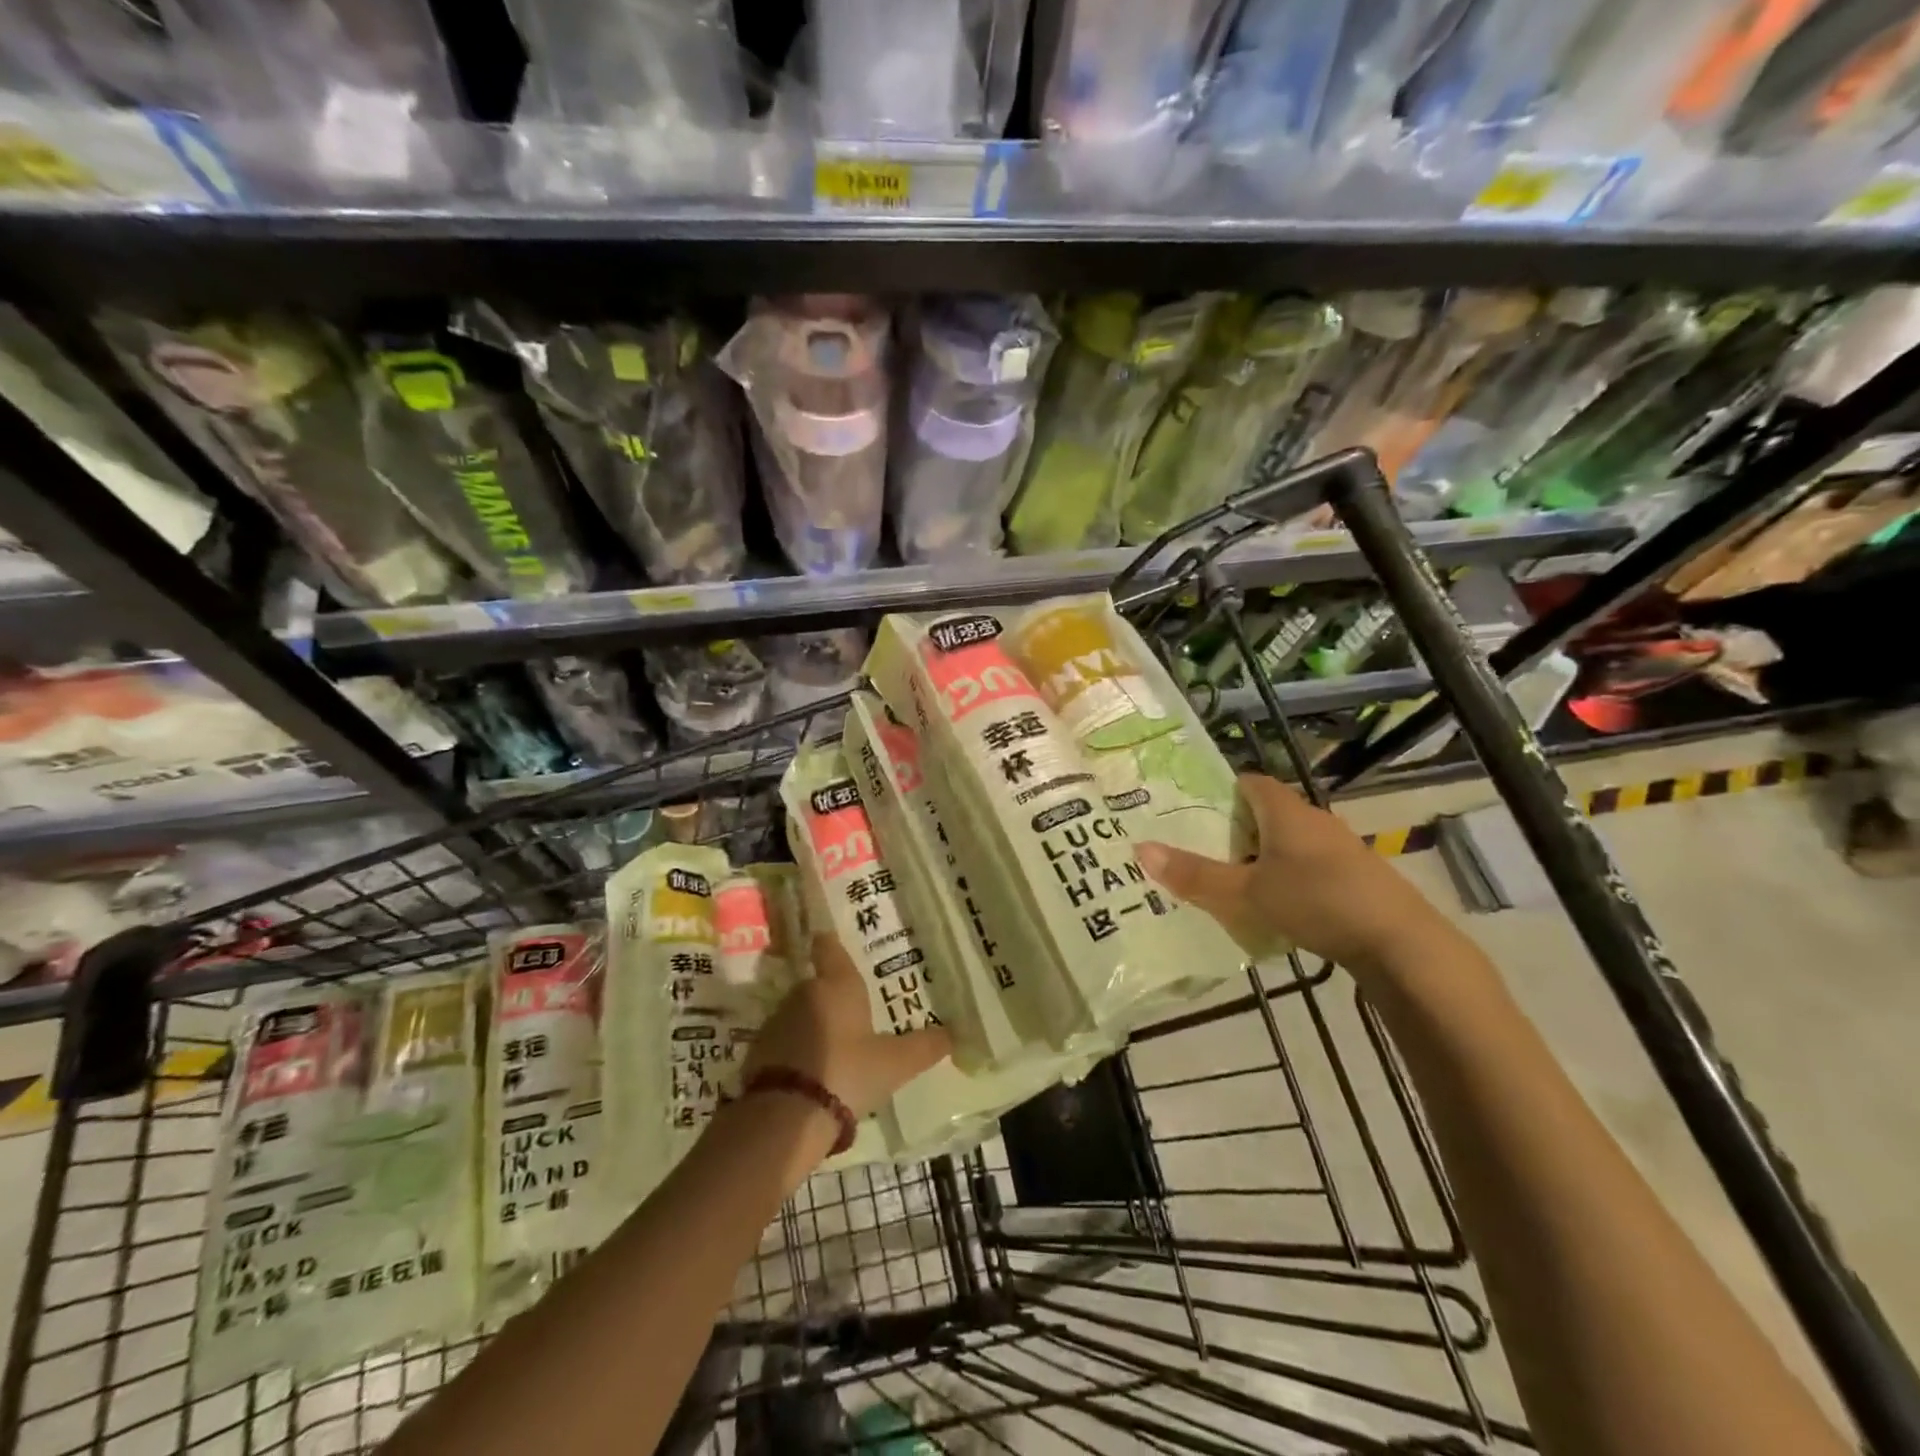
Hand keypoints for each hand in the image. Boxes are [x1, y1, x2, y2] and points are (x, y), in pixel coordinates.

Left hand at [743, 934, 952, 1123]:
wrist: (785, 1117)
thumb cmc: (847, 1073)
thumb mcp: (894, 1064)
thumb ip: (923, 1047)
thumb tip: (952, 1034)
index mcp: (838, 985)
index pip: (829, 949)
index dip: (830, 944)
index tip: (831, 940)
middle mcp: (804, 993)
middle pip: (818, 985)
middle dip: (832, 998)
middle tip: (852, 1015)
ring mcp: (777, 1022)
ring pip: (800, 1014)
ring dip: (814, 1026)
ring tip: (834, 1051)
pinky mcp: (758, 1052)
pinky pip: (784, 1043)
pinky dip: (796, 1052)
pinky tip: (812, 1075)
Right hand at [1136, 773, 1451, 974]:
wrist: (1400, 943)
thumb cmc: (1317, 901)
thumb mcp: (1246, 893)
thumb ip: (1195, 875)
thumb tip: (1140, 849)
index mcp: (1286, 811)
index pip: (1250, 782)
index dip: (1220, 792)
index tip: (1191, 812)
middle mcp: (1313, 821)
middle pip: (1266, 813)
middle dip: (1234, 830)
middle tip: (1199, 851)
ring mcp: (1339, 849)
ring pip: (1287, 843)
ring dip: (1260, 857)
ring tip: (1229, 882)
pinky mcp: (1354, 877)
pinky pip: (1307, 866)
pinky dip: (1285, 877)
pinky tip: (1274, 906)